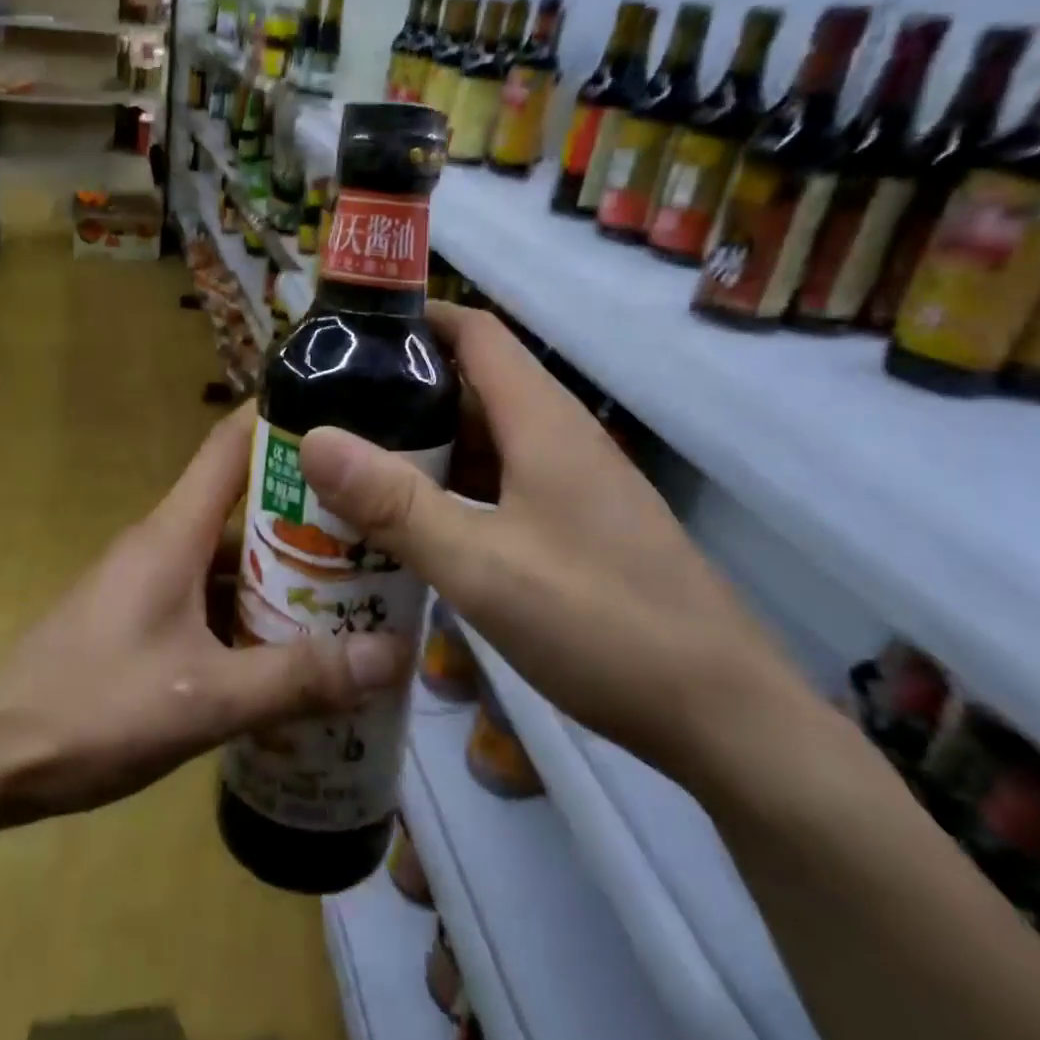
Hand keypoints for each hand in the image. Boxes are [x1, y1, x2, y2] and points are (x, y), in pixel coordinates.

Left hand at [0, 405, 411, 826]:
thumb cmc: (92, 709)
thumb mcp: (203, 700)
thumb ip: (296, 679)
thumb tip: (391, 655)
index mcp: (173, 533)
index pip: (229, 444)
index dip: (280, 419)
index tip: (343, 416)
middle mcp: (163, 542)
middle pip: (242, 505)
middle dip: (308, 513)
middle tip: (379, 528)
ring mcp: (148, 579)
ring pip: (228, 557)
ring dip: (284, 570)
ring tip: (355, 590)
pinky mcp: (141, 616)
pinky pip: (208, 595)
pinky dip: (251, 610)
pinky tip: (291, 648)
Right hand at [297, 304, 814, 795]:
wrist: (727, 721)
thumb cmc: (602, 625)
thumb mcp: (482, 565)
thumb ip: (395, 503)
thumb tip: (313, 439)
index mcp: (542, 421)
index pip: (475, 333)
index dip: (415, 318)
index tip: (348, 332)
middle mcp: (559, 438)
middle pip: (472, 386)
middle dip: (401, 391)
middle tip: (328, 410)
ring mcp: (572, 486)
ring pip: (485, 441)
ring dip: (424, 446)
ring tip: (353, 464)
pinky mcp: (577, 528)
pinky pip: (501, 485)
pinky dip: (453, 490)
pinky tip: (414, 525)